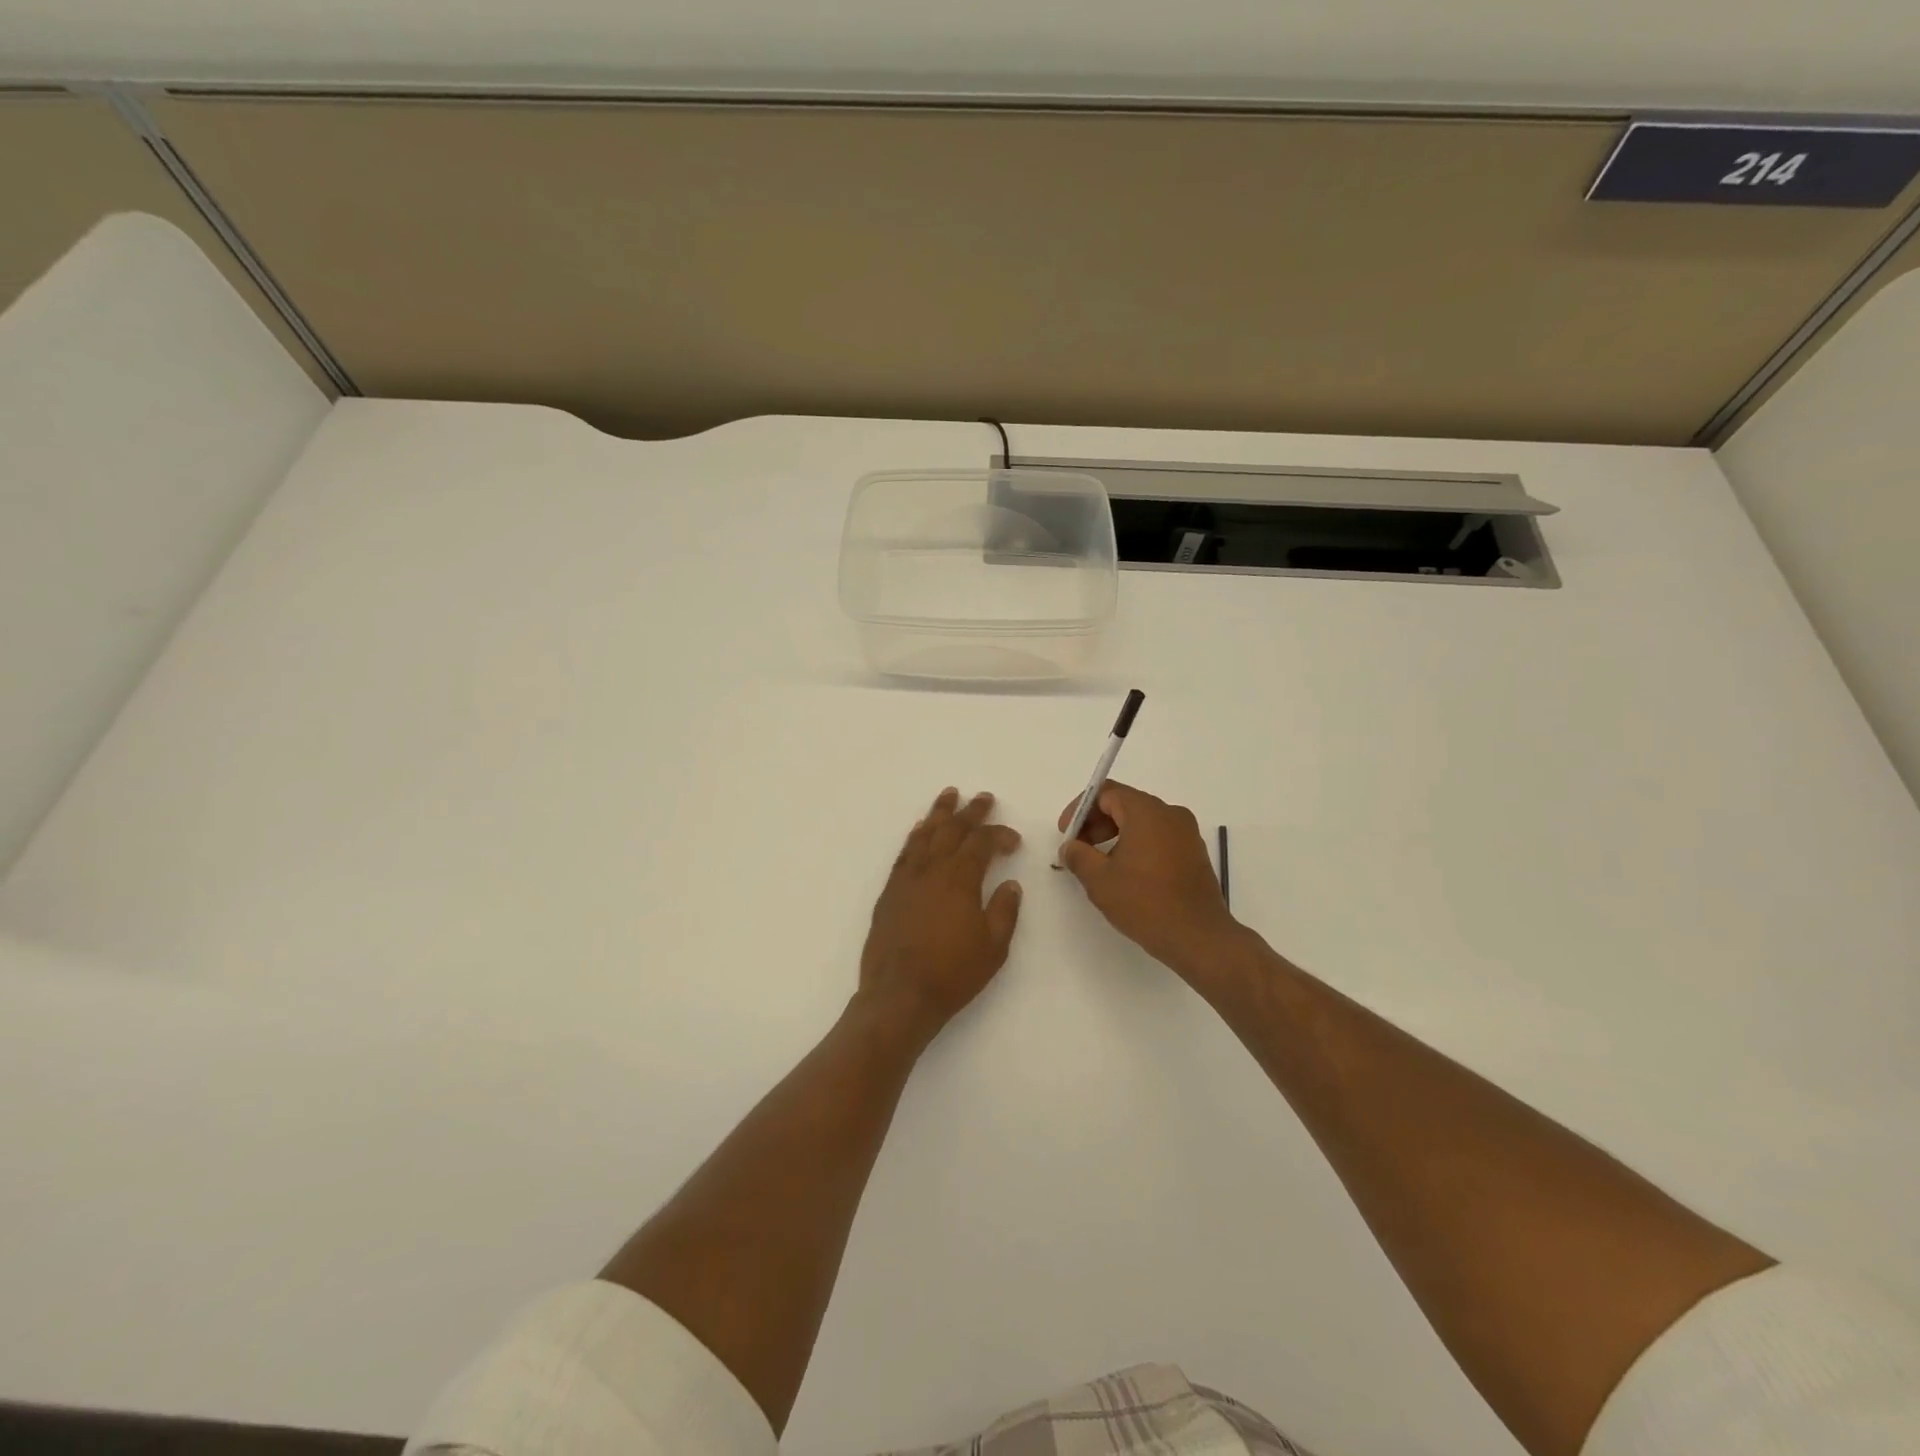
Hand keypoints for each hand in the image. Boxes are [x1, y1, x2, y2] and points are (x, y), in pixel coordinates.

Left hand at [859, 788, 1022, 1044]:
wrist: (899, 995)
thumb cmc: (952, 973)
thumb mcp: (993, 947)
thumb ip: (1004, 911)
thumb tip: (1011, 884)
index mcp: (960, 879)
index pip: (982, 843)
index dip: (1000, 835)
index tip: (1013, 840)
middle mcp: (932, 869)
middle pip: (952, 829)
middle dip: (971, 811)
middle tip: (984, 798)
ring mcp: (907, 878)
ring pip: (925, 834)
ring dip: (939, 813)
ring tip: (949, 795)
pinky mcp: (890, 892)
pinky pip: (905, 852)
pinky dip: (915, 836)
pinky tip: (919, 830)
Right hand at [1057, 780, 1239, 976]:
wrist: (1198, 937)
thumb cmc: (1145, 903)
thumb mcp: (1100, 880)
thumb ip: (1078, 856)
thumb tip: (1070, 847)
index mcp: (1147, 812)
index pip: (1106, 793)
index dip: (1080, 809)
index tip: (1066, 833)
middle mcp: (1170, 814)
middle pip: (1125, 803)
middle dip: (1096, 822)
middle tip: (1078, 847)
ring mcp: (1186, 833)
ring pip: (1142, 821)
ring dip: (1116, 834)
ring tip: (1099, 863)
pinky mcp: (1194, 852)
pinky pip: (1159, 836)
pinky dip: (1137, 844)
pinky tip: (1126, 872)